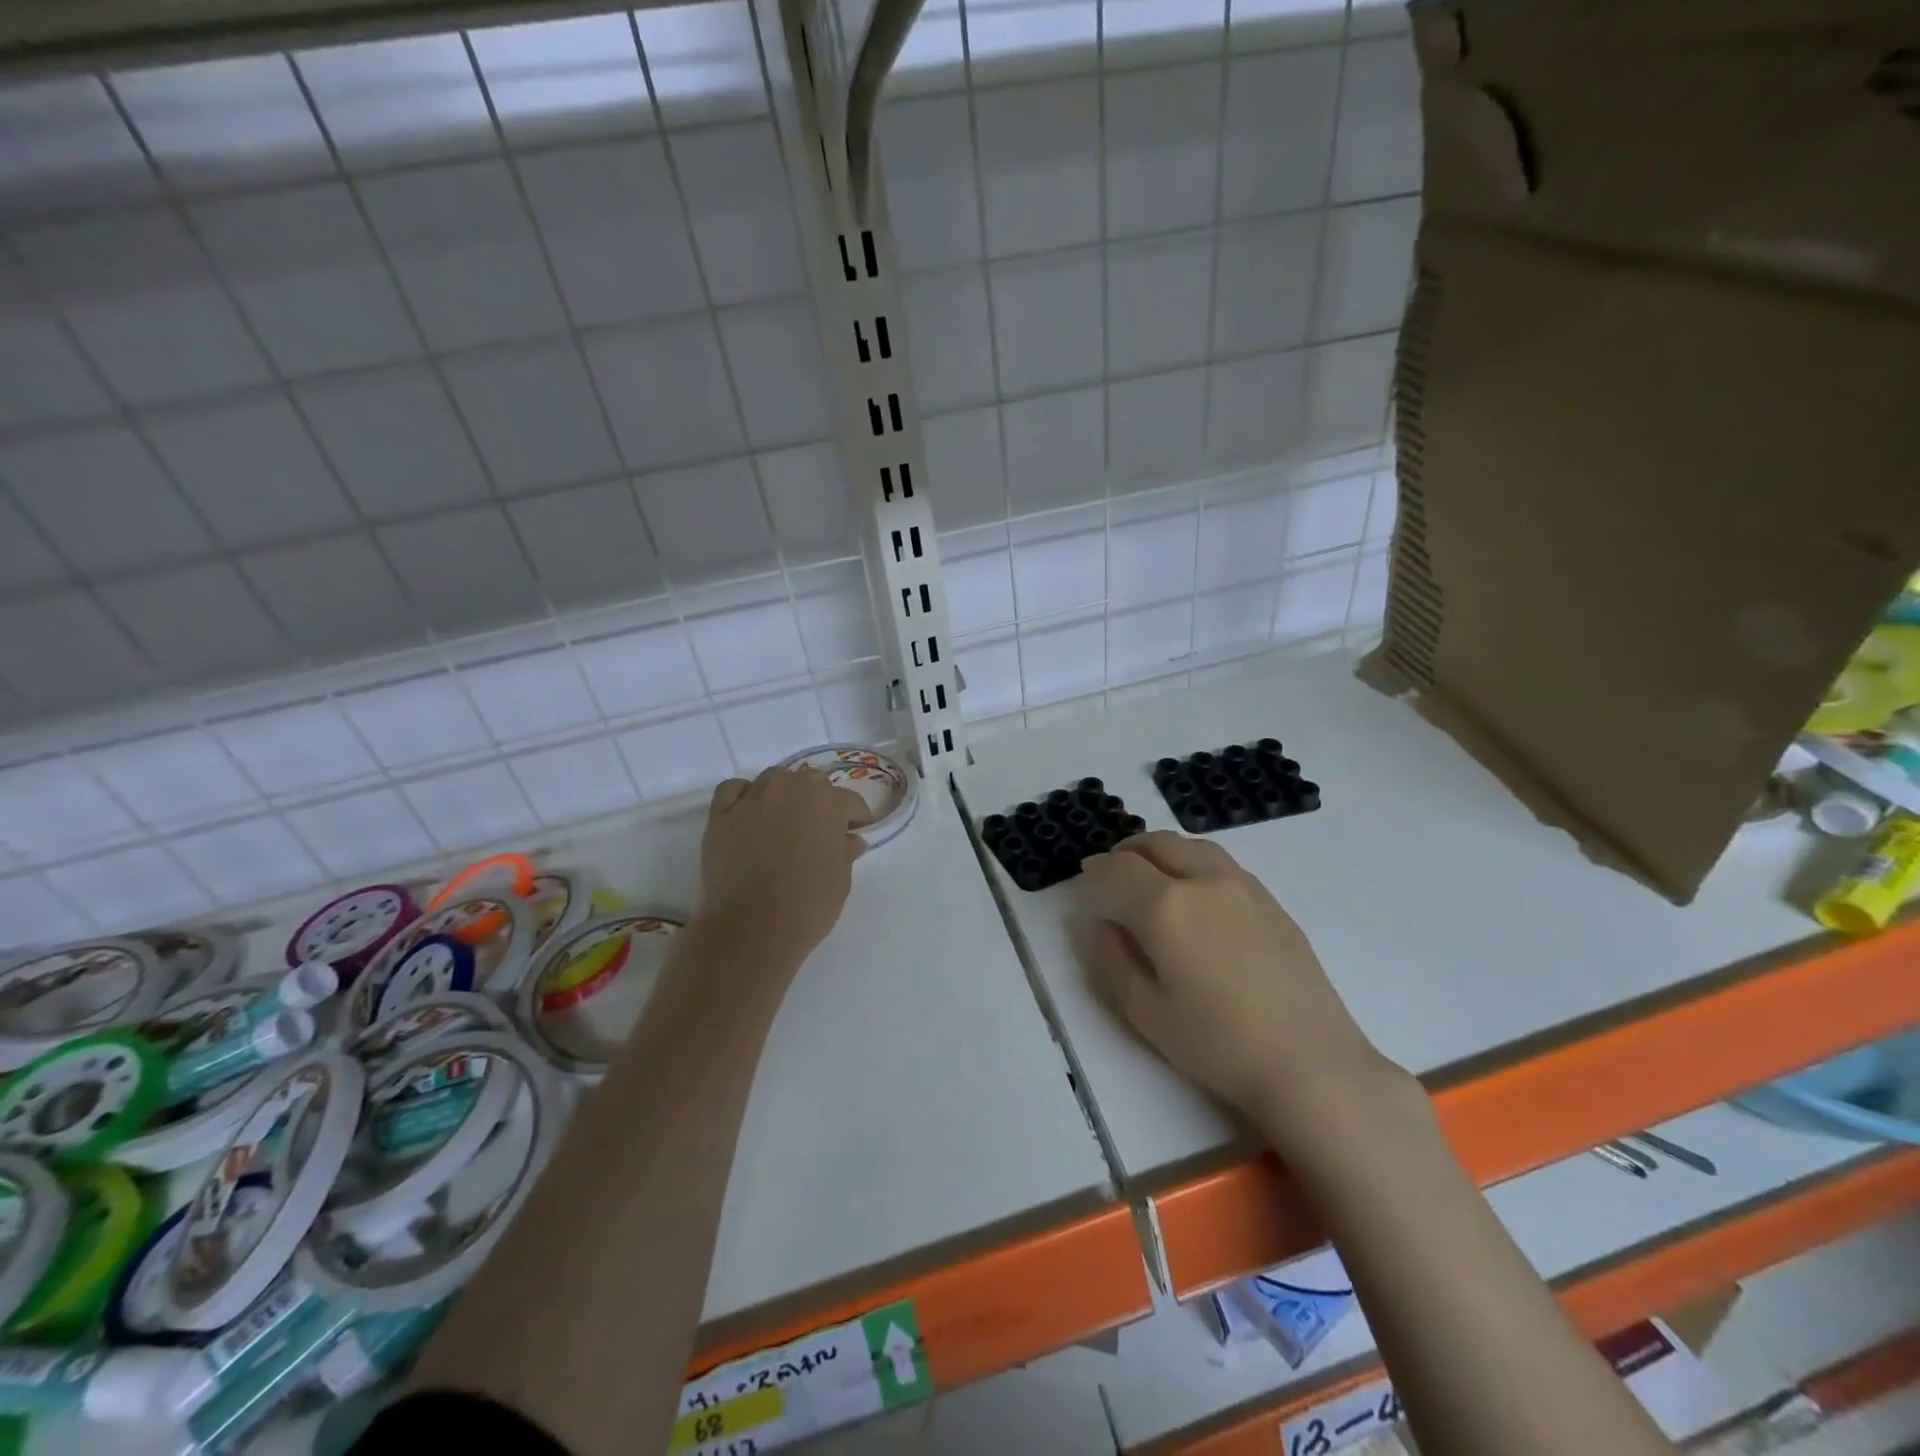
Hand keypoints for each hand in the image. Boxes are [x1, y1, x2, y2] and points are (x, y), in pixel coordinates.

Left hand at [697, 766, 870, 963]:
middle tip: (820, 829)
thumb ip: (846, 851)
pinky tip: (749, 812)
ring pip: (774, 779)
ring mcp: (753, 798)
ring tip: (785, 819)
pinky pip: (733, 789)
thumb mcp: (841, 879)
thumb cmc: (808, 904)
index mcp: (827, 802)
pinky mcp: (721, 814)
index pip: (850, 801)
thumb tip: (851, 839)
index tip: (855, 833)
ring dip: (785, 793)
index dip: (856, 818)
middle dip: (820, 800)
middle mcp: (791, 788)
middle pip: (811, 781)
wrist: (752, 928)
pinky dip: (744, 795)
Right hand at [1077, 832, 1389, 1129]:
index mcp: (1166, 906)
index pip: (1119, 869)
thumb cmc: (1216, 1044)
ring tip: (1152, 874)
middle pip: (1158, 843)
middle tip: (1113, 871)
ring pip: (1193, 846)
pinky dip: (1194, 862)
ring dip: (1163, 851)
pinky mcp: (1272, 901)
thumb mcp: (1145, 1010)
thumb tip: (1101, 923)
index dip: (1096, 869)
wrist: (1310, 1064)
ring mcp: (1244, 886)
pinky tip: (1195, 893)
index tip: (1085, 878)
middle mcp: (1204, 881)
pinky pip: (1222, 864)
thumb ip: (1113, 958)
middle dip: (1128, 852)